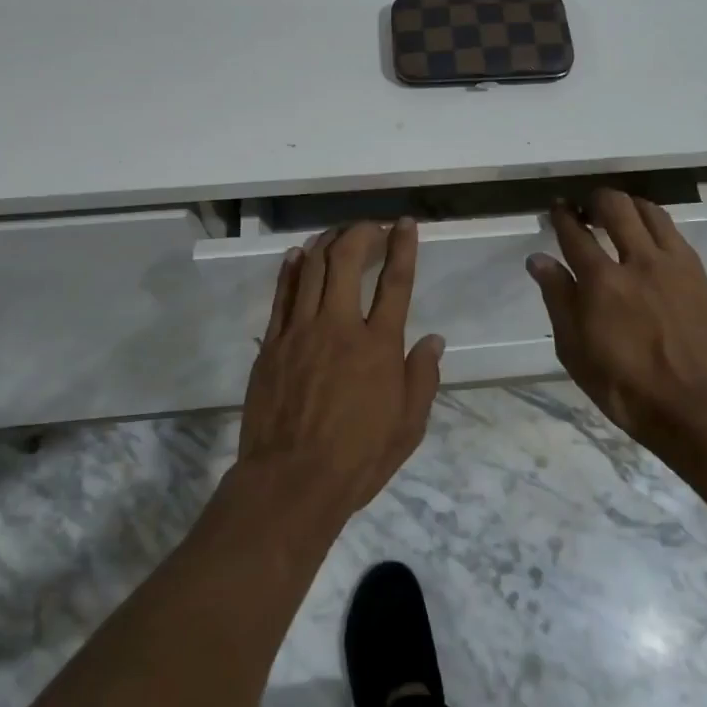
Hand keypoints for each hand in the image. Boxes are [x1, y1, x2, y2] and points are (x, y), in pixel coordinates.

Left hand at [236, 220, 444, 527]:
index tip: (405, 223)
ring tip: (338, 234)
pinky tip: (299, 255)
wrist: (290, 482)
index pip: (396, 282)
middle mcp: (340, 326)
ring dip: (327, 243)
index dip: (403, 246)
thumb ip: (423, 378)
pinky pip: (283, 294)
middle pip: (347, 260)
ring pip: (312, 269)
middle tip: (370, 227)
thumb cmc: (357, 458)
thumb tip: (434, 340)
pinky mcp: (272, 343)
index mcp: (379, 345)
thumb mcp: (408, 426)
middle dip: (361, 233)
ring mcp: (301, 331)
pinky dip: (292, 269)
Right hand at [526, 189, 706, 450]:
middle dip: (595, 200)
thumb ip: (558, 298)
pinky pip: (673, 232)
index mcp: (601, 281)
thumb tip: (538, 259)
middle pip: (615, 206)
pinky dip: (654, 224)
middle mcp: (637, 260)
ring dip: (628, 206)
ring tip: (620, 217)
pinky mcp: (698, 273)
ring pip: (649, 211)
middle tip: (587, 210)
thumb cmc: (625, 386)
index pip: (575, 232)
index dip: (562, 215)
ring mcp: (672, 264)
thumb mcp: (575, 350)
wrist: (697, 406)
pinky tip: (649, 239)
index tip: (557, 208)